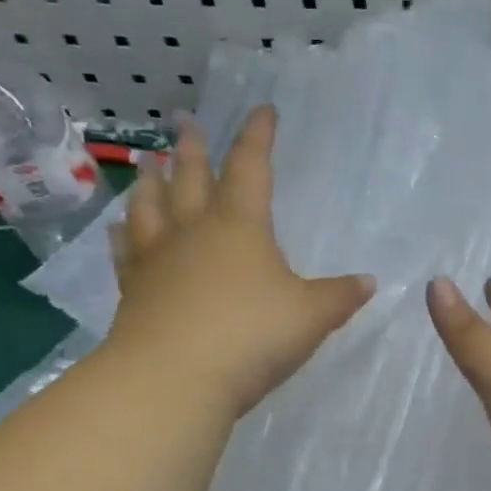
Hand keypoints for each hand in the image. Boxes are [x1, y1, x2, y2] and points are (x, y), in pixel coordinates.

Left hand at [104, 107, 372, 418]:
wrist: (172, 380)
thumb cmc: (251, 335)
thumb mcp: (312, 316)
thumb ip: (340, 296)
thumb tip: (368, 282)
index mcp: (240, 226)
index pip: (251, 167)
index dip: (258, 136)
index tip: (263, 110)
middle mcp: (194, 231)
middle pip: (191, 178)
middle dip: (193, 147)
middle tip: (183, 120)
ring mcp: (158, 260)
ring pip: (152, 207)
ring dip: (152, 181)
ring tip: (149, 161)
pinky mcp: (134, 291)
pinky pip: (128, 251)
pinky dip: (125, 233)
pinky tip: (121, 226)